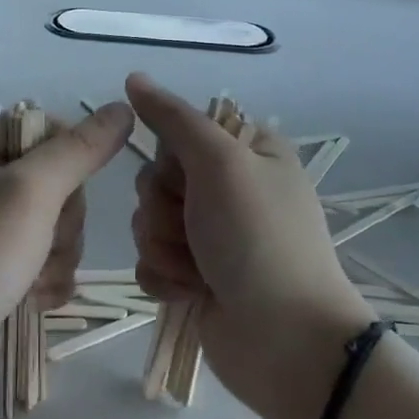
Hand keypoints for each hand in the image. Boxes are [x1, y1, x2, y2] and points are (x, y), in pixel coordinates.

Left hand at [0, 102, 134, 409]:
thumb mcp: (31, 192)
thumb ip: (80, 150)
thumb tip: (123, 109)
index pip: (52, 132)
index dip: (71, 165)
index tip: (59, 197)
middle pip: (60, 184)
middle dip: (62, 223)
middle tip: (39, 245)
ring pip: (58, 227)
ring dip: (57, 257)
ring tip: (31, 280)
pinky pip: (46, 260)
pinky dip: (47, 281)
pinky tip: (31, 300)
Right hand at [126, 73, 373, 418]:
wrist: (285, 341)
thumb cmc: (258, 239)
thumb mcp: (221, 162)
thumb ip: (173, 119)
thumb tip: (133, 78)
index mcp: (247, 153)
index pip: (179, 133)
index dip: (173, 157)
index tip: (191, 176)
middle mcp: (229, 190)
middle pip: (156, 179)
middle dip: (165, 209)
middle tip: (197, 229)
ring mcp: (211, 237)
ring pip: (148, 222)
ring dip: (164, 247)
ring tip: (199, 270)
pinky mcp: (194, 278)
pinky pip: (149, 262)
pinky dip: (164, 278)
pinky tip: (190, 292)